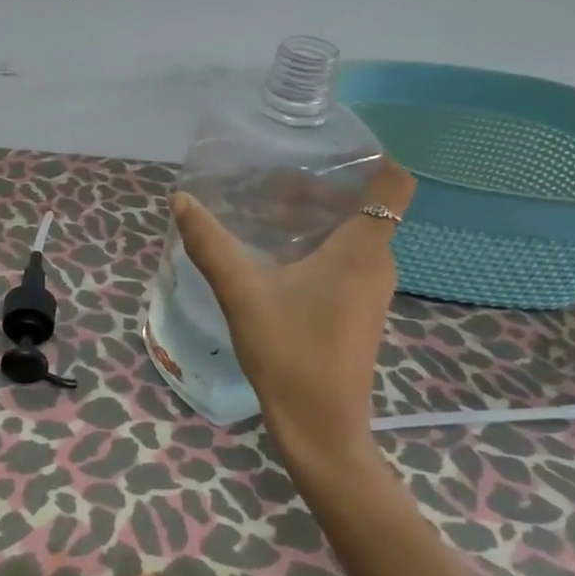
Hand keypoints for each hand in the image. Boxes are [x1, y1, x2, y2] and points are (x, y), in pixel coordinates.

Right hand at [172, 160, 415, 472]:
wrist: (320, 427)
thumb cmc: (290, 353)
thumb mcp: (242, 293)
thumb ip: (210, 245)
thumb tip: (181, 201)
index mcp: (362, 250)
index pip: (393, 183)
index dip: (369, 157)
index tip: (323, 148)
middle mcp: (376, 264)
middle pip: (363, 205)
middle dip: (318, 187)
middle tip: (267, 181)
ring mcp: (369, 290)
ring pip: (351, 235)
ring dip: (312, 219)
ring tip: (262, 214)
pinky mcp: (356, 311)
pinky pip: (343, 261)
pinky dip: (314, 247)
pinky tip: (272, 257)